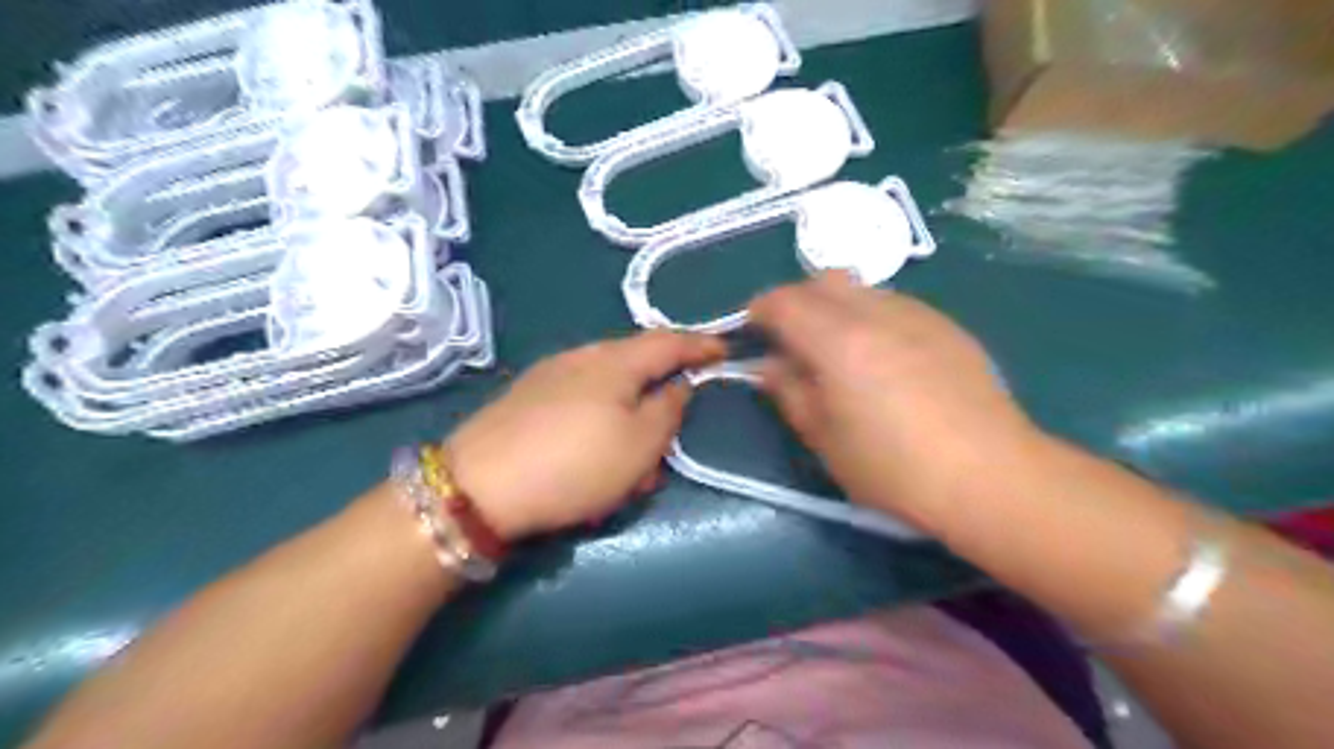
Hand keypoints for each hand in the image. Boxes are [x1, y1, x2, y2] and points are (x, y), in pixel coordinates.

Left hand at [441, 329, 723, 537]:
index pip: (669, 342)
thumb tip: (678, 385)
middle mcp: (582, 357)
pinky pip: (580, 401)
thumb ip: (669, 410)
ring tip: (629, 461)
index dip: (700, 345)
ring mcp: (550, 375)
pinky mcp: (527, 399)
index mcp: (615, 361)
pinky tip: (593, 454)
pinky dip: (600, 423)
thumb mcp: (639, 444)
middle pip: (636, 364)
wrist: (478, 487)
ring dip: (628, 418)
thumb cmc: (574, 464)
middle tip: (670, 431)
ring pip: (608, 388)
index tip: (724, 351)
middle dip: (660, 393)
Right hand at [745, 271, 1034, 533]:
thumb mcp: (824, 437)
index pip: (784, 301)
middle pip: (823, 280)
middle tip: (792, 340)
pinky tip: (883, 358)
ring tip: (839, 351)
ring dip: (836, 307)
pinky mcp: (947, 326)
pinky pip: (895, 304)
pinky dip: (871, 317)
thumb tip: (767, 365)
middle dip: (797, 300)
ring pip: (862, 288)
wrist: (989, 476)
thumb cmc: (893, 467)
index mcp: (838, 339)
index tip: (752, 331)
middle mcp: (876, 312)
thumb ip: (789, 391)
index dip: (759, 310)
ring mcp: (918, 314)